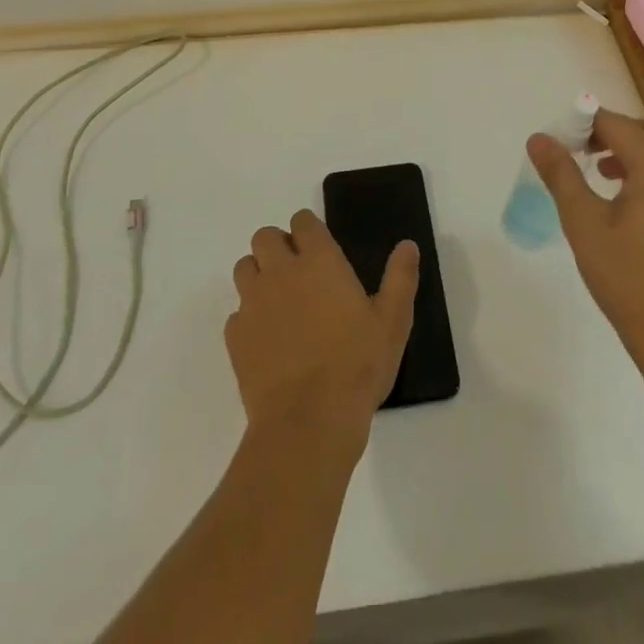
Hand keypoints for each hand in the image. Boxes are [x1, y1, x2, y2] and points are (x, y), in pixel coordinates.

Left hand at [225, 209, 418, 447]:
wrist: (308, 422)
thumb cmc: (357, 365)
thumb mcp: (392, 322)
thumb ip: (400, 278)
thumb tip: (408, 245)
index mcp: (319, 260)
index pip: (303, 221)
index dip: (309, 230)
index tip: (319, 248)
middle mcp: (281, 271)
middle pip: (265, 236)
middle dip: (278, 246)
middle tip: (297, 272)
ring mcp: (253, 303)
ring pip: (244, 268)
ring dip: (258, 275)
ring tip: (279, 301)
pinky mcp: (235, 337)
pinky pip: (236, 313)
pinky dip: (248, 318)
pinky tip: (267, 341)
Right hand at [526, 111, 643, 366]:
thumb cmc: (627, 278)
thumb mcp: (583, 223)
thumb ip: (561, 174)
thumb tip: (539, 138)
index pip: (616, 124)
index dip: (585, 124)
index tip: (561, 141)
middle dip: (613, 131)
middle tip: (582, 151)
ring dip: (634, 151)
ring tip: (602, 174)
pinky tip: (631, 204)